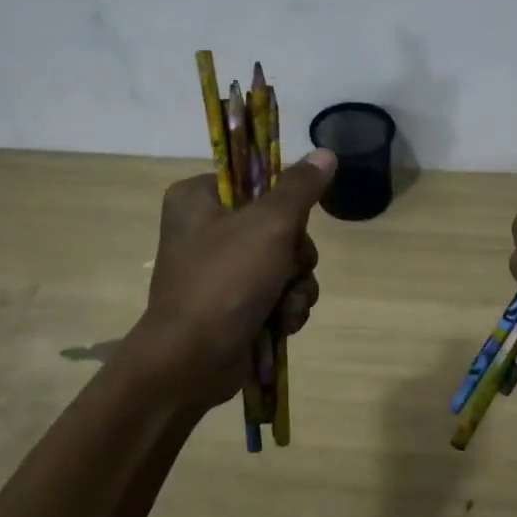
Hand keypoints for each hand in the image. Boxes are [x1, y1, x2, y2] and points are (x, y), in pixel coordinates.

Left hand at [134, 150, 335, 410]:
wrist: (190, 364)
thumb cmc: (225, 283)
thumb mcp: (269, 226)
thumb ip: (300, 188)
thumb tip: (326, 152)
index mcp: (198, 198)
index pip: (256, 180)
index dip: (284, 201)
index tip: (291, 221)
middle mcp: (206, 228)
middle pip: (278, 224)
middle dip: (295, 255)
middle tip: (288, 269)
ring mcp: (220, 269)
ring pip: (284, 262)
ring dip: (296, 285)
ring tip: (285, 306)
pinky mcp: (233, 304)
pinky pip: (277, 292)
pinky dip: (285, 307)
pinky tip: (282, 324)